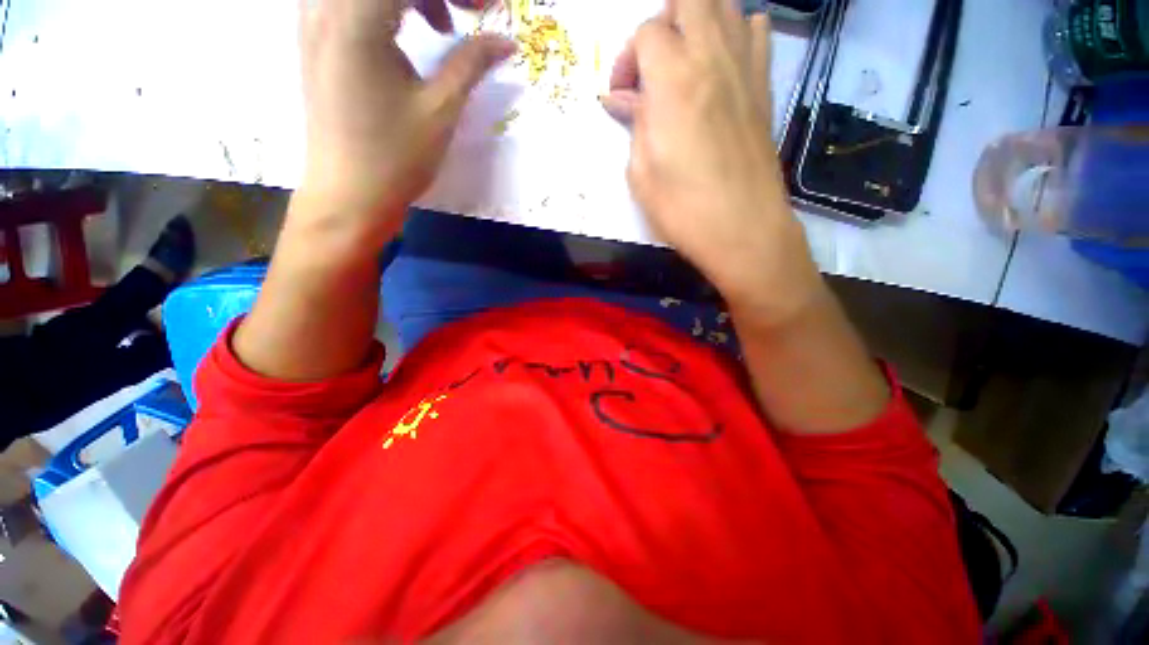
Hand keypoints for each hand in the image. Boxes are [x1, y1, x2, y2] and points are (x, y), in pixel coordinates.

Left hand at [296, 0, 514, 247]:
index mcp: (356, 18)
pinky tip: (408, 33)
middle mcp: (325, 5)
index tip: (490, 9)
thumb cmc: (395, 158)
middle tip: (469, 13)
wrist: (349, 196)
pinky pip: (352, 1)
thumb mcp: (440, 110)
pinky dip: (388, 5)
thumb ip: (471, 63)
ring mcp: (315, 20)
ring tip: (442, 27)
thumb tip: (506, 41)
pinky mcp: (316, 39)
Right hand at [602, 0, 822, 324]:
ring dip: (698, 21)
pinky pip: (757, 32)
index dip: (627, 60)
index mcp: (673, 81)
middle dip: (664, 21)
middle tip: (652, 64)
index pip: (647, 33)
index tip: (622, 97)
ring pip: (726, 6)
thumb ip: (634, 124)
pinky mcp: (764, 87)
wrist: (742, 229)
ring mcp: (745, 69)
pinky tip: (722, 62)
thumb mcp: (641, 172)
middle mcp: (712, 58)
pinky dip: (738, 32)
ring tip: (683, 61)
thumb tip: (621, 100)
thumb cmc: (682, 208)